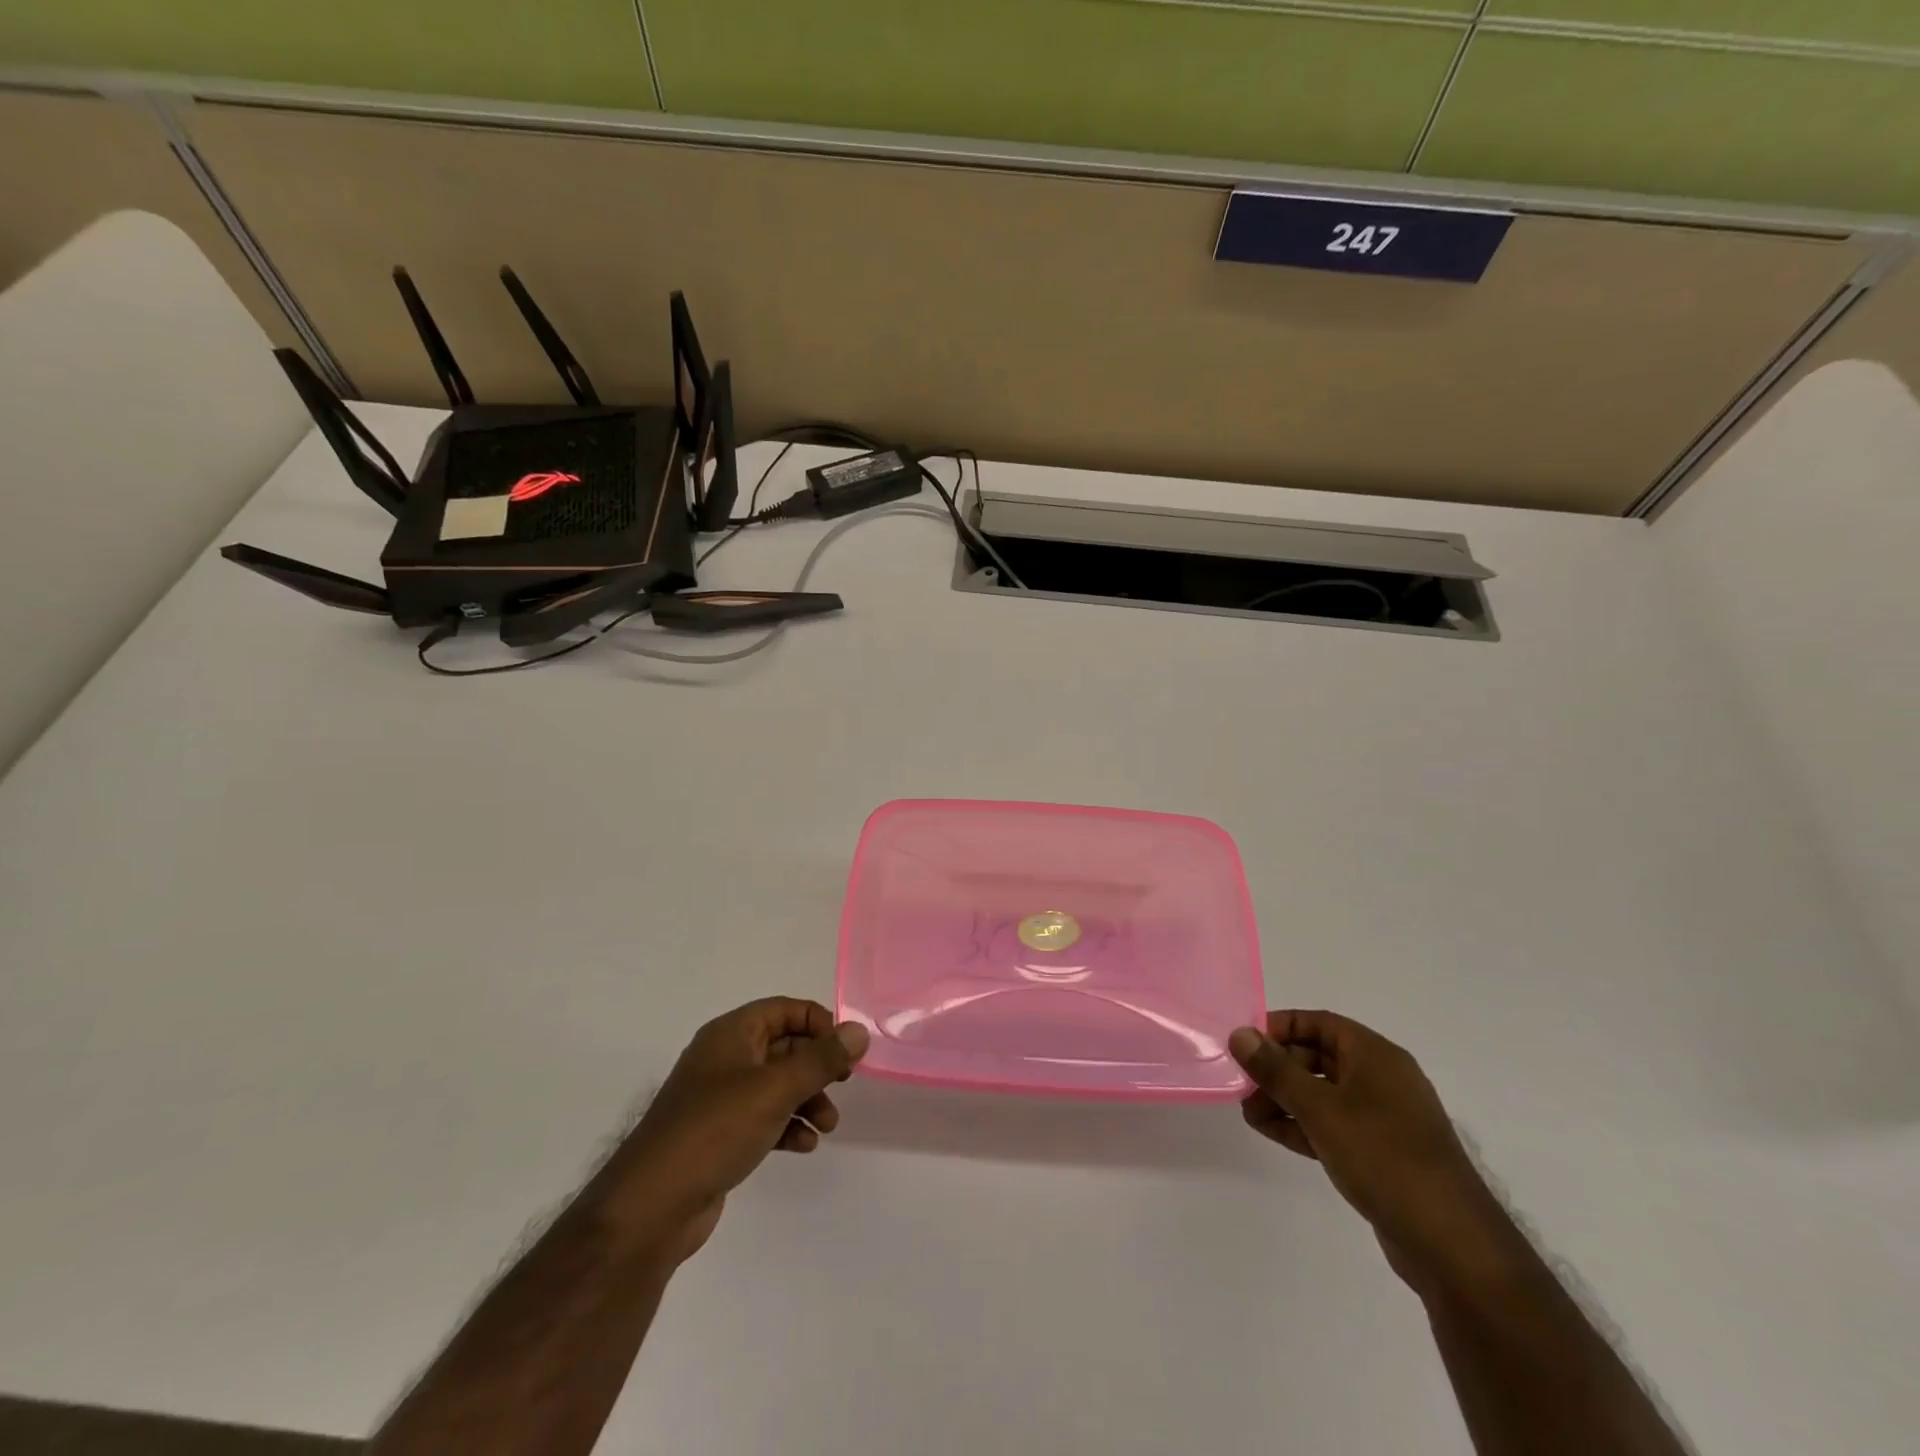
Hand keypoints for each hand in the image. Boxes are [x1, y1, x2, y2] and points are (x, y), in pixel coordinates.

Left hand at [621, 997, 868, 1261]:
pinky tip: (804, 1145)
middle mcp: (725, 1058)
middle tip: (844, 1085)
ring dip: (807, 1099)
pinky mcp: (720, 1134)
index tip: (844, 1050)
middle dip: (817, 1066)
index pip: (784, 1009)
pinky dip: (787, 1125)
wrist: (652, 1206)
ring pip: (777, 1085)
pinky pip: (764, 1117)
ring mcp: (720, 1098)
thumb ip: (821, 1059)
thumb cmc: (715, 1130)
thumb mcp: (776, 1089)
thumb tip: (859, 1031)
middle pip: (784, 1047)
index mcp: (732, 1034)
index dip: (818, 1023)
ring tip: (828, 1126)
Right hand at [1230, 1010, 1520, 1296]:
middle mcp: (1381, 1079)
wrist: (1451, 1243)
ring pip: (1322, 1093)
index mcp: (1375, 1055)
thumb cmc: (1384, 1157)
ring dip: (1284, 1099)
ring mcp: (1383, 1118)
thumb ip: (1276, 1070)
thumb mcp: (1321, 1108)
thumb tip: (1239, 1034)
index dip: (1279, 1027)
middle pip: (1317, 1057)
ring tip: (1250, 1114)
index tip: (1245, 1043)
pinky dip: (1302, 1124)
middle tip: (1242, 1085)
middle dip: (1277, 1068)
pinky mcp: (1380, 1153)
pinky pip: (1332, 1124)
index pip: (1318, 1023)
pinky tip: (1272, 1132)